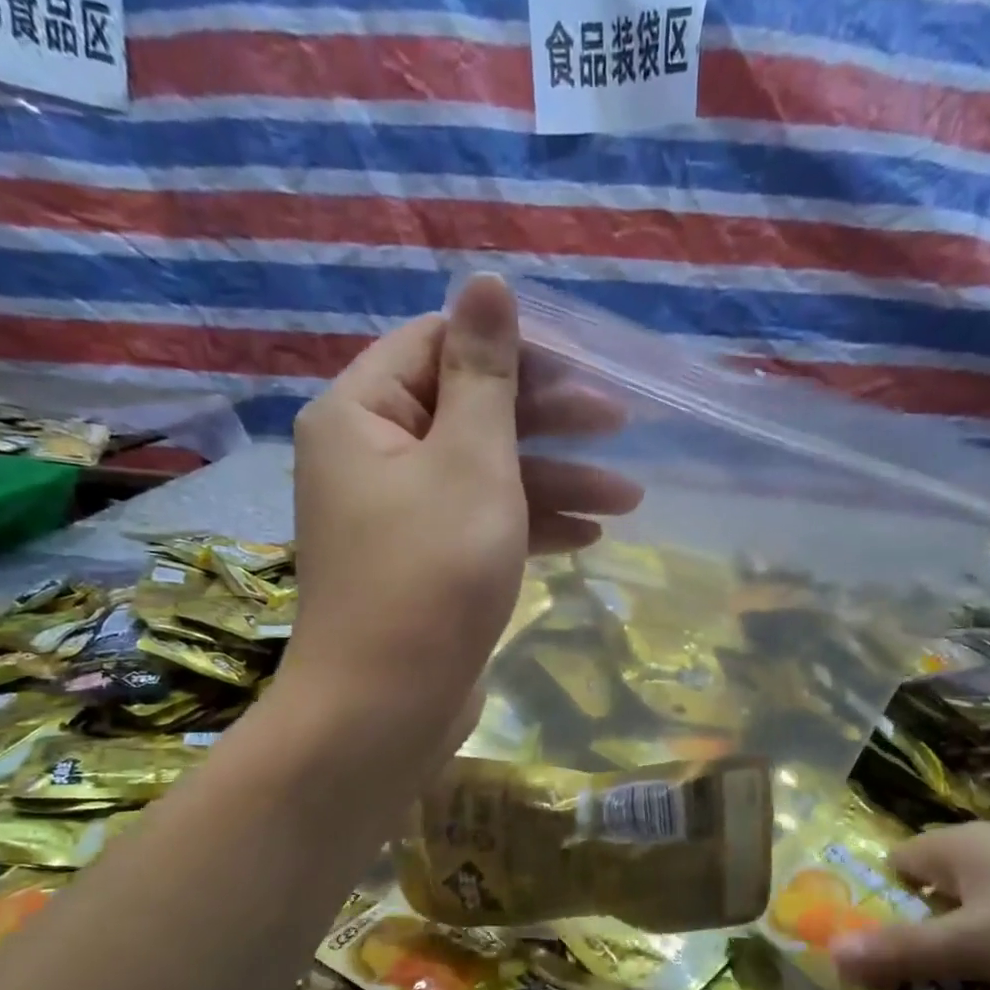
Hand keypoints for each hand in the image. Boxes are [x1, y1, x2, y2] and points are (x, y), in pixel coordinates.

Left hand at [282, 275, 640, 751]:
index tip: (584, 370)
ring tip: (627, 499)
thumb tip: (485, 280)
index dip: (516, 351)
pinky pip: (479, 526)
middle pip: (468, 412)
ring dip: (553, 481)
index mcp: (361, 413)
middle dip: (547, 421)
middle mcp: (370, 457)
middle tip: (620, 427)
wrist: (387, 708)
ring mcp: (396, 518)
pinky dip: (529, 526)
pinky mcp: (423, 568)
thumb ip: (484, 372)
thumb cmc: (431, 574)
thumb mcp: (471, 460)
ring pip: (482, 476)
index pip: (439, 345)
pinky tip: (587, 537)